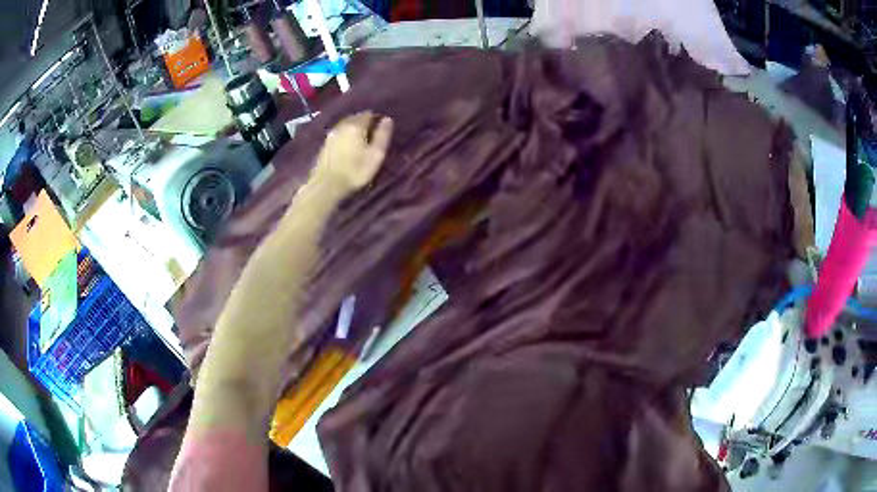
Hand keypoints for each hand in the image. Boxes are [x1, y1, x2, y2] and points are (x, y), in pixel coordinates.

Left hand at [313, 112, 393, 194]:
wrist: (327, 185)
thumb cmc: (356, 171)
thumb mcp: (376, 154)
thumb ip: (383, 135)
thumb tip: (387, 119)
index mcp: (355, 125)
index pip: (368, 114)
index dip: (376, 120)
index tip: (381, 130)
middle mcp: (342, 125)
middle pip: (356, 118)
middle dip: (365, 123)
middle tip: (372, 136)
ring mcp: (331, 134)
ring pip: (346, 125)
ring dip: (354, 129)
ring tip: (360, 141)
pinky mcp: (324, 144)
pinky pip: (338, 134)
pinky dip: (345, 136)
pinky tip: (348, 147)